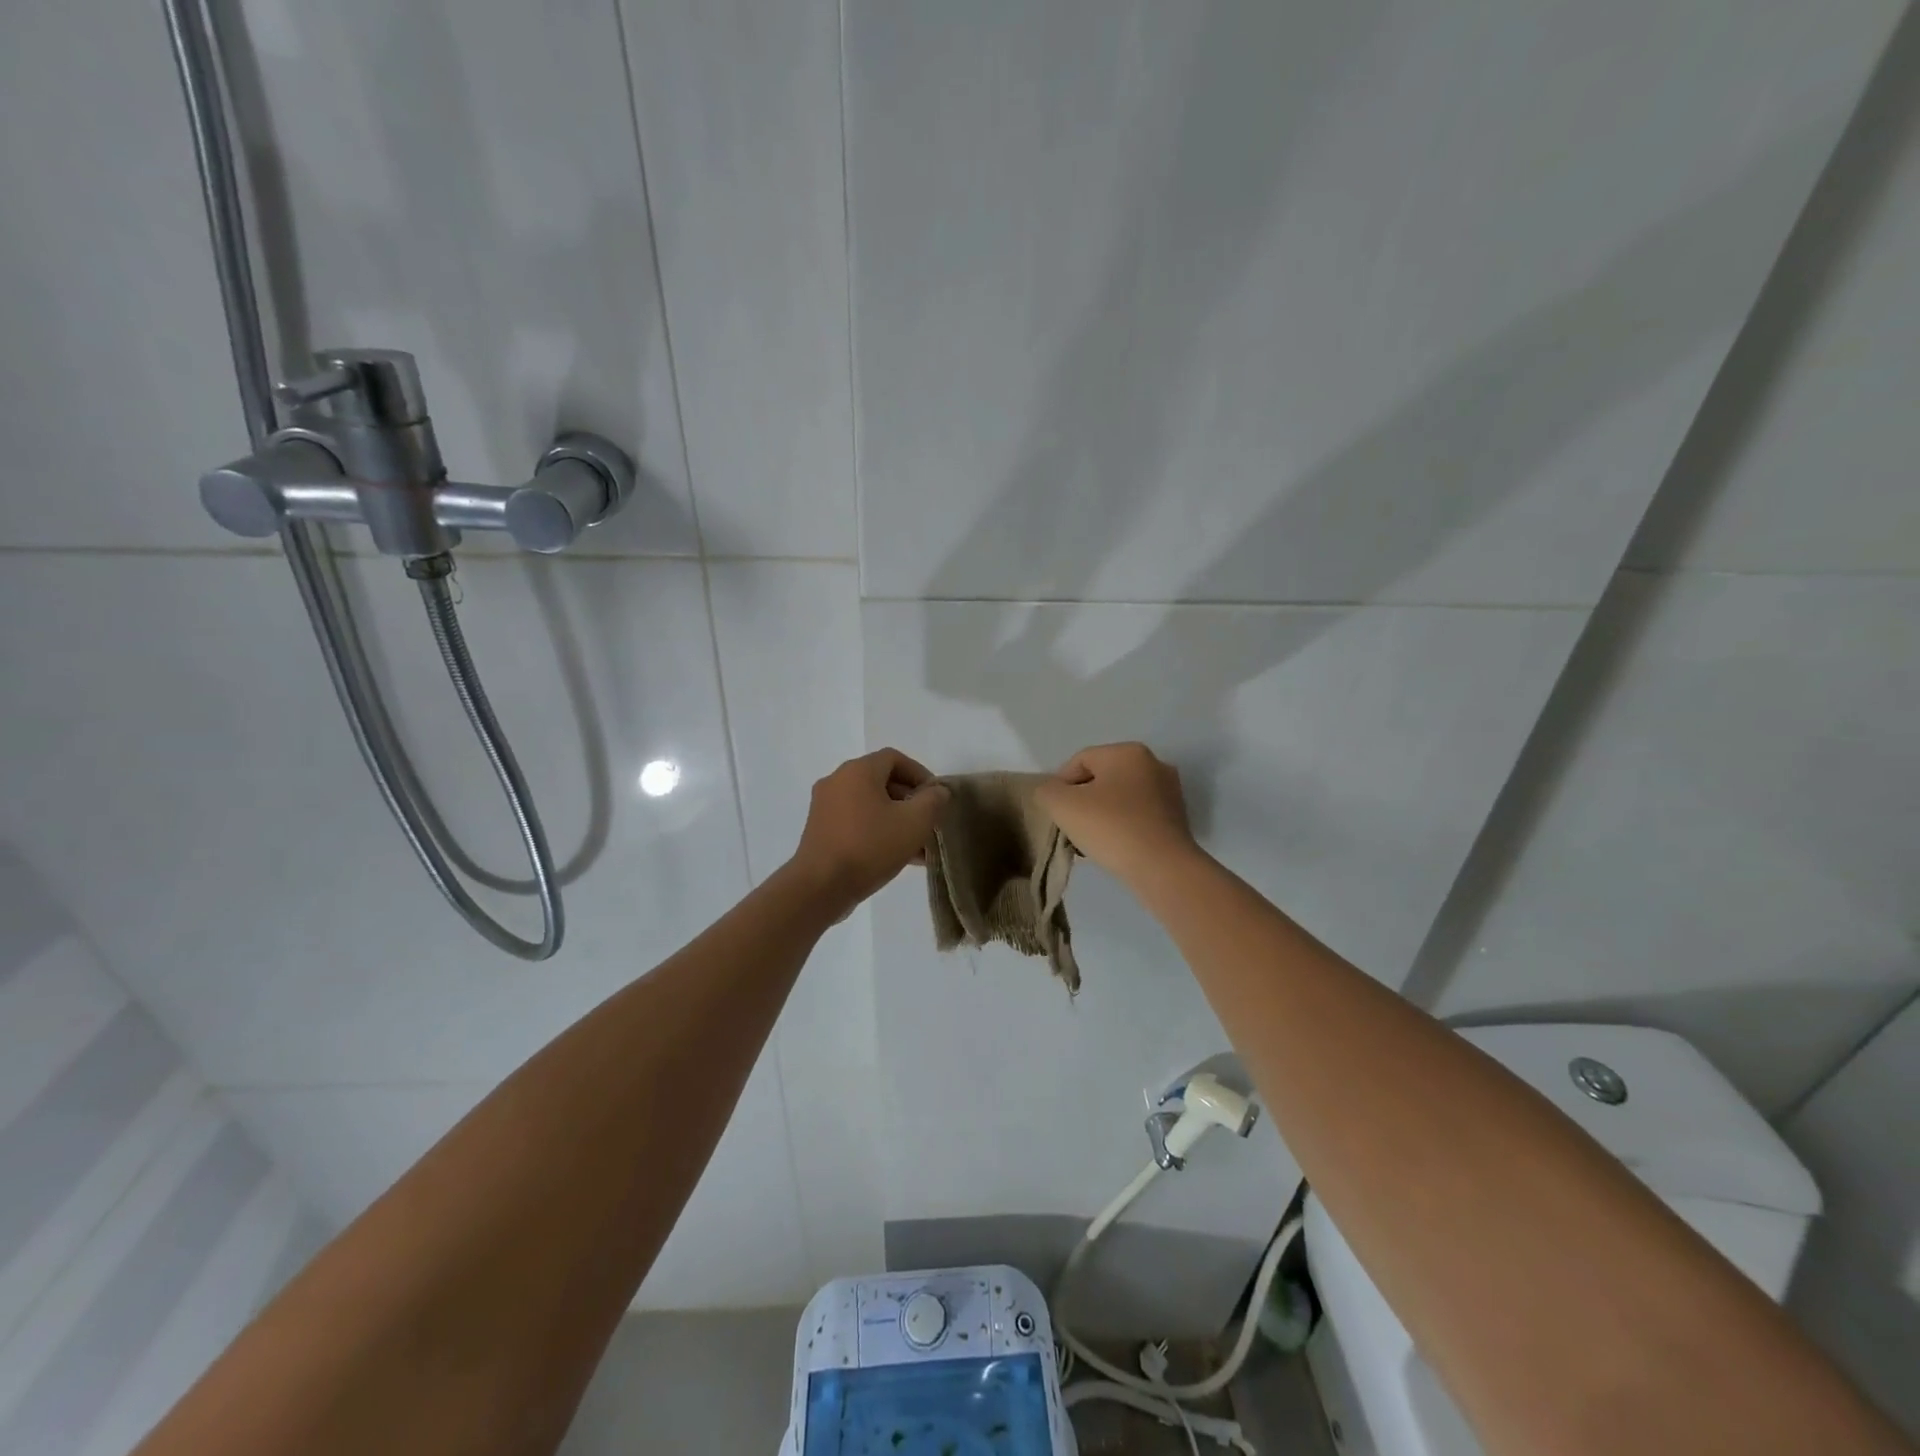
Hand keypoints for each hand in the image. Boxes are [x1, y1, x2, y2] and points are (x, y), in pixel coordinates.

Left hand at [789, 749, 949, 913]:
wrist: (820, 887)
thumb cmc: (870, 847)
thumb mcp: (914, 822)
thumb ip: (933, 801)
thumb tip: (938, 791)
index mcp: (858, 770)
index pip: (895, 758)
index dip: (920, 774)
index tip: (936, 798)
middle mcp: (837, 781)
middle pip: (882, 781)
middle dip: (910, 801)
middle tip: (928, 823)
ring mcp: (825, 806)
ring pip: (870, 805)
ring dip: (896, 819)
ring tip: (918, 846)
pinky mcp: (820, 830)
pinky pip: (855, 821)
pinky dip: (877, 831)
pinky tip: (896, 857)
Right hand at [1035, 742, 1198, 885]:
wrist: (1162, 868)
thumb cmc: (1110, 827)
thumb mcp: (1062, 805)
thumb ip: (1047, 791)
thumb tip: (1052, 792)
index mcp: (1127, 752)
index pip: (1080, 761)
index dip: (1060, 785)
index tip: (1055, 813)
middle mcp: (1153, 764)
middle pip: (1102, 779)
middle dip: (1082, 801)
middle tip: (1071, 827)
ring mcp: (1169, 792)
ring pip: (1120, 799)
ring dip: (1101, 815)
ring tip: (1090, 841)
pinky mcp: (1177, 818)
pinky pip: (1137, 816)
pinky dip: (1122, 827)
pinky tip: (1114, 848)